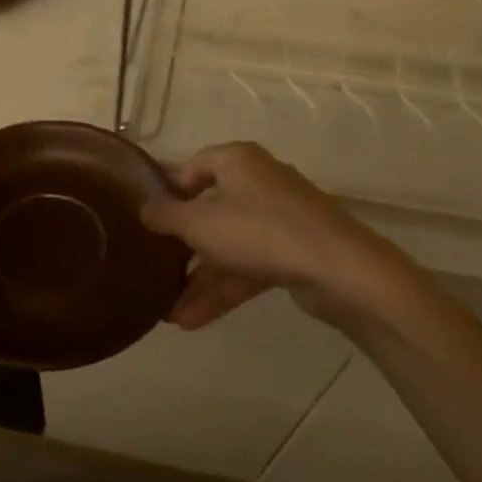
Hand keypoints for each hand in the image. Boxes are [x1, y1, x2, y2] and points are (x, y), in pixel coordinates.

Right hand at [140, 142, 419, 329]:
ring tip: (166, 313)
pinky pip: (247, 266)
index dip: (165, 189)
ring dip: (198, 279)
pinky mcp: (292, 252)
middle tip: (151, 266)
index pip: (191, 166)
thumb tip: (145, 210)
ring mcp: (277, 219)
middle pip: (208, 210)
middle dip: (180, 246)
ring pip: (227, 245)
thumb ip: (165, 216)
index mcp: (236, 160)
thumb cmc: (259, 231)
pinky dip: (222, 289)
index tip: (143, 216)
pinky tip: (191, 320)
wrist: (338, 269)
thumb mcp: (198, 223)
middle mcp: (257, 182)